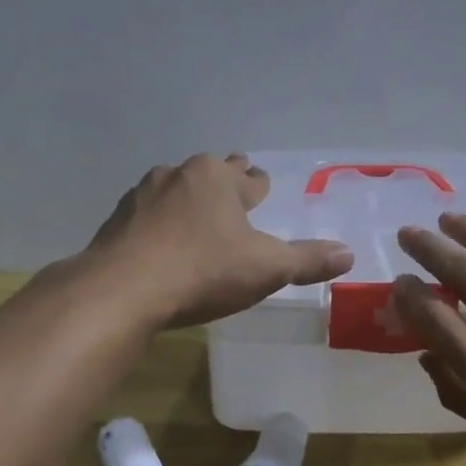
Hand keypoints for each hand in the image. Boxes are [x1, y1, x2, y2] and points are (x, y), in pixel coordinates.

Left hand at [83, 153, 353, 327]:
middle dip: (225, 183)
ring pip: (176, 190)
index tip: (261, 188)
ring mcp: (142, 195)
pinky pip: (147, 215)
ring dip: (188, 201)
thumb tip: (349, 254)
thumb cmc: (203, 270)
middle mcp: (179, 175)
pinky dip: (159, 223)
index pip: (250, 178)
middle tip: (234, 191)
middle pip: (211, 175)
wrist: (122, 290)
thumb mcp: (266, 268)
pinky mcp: (117, 220)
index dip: (259, 186)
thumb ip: (307, 261)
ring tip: (196, 218)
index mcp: (217, 178)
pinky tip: (160, 242)